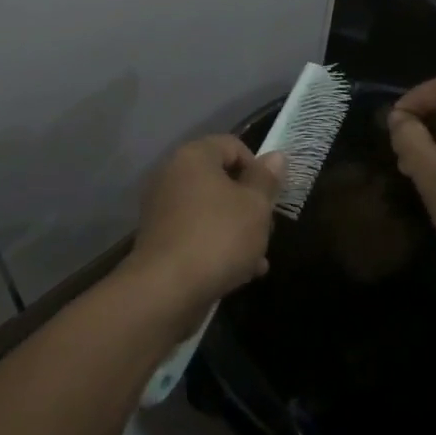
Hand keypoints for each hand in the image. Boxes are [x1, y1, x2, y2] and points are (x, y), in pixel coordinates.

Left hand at [122, 135, 283, 326]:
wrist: (166, 289)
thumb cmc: (218, 237)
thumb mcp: (255, 206)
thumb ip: (266, 179)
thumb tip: (275, 156)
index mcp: (194, 156)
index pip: (233, 145)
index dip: (257, 168)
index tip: (271, 197)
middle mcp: (172, 174)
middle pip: (221, 179)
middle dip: (248, 204)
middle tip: (266, 229)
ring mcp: (162, 207)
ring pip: (210, 209)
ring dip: (237, 229)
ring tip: (258, 258)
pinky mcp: (159, 238)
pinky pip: (196, 232)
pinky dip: (216, 245)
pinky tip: (240, 272)